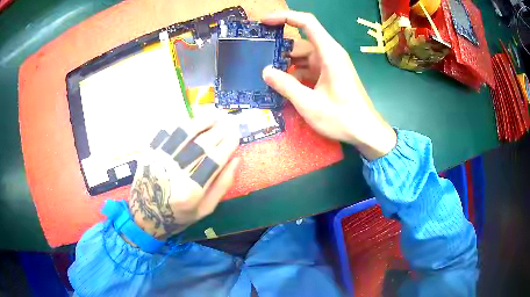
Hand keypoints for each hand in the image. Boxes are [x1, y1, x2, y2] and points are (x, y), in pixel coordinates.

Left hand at [128, 117, 239, 238]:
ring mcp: (159, 160)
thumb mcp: (204, 210)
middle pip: (202, 144)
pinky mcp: (149, 153)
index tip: (237, 134)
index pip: (215, 160)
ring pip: (183, 133)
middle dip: (219, 129)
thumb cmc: (177, 216)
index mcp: (191, 191)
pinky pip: (166, 131)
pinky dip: (180, 122)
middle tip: (230, 121)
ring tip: (214, 113)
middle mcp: (175, 172)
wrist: (144, 215)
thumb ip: (222, 186)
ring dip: (201, 120)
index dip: (228, 144)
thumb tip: (236, 160)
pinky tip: (191, 118)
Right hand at [262, 11, 396, 159]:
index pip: (306, 23)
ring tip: (267, 75)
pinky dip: (296, 73)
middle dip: (279, 49)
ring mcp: (331, 64)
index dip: (284, 17)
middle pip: (301, 42)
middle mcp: (330, 54)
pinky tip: (283, 85)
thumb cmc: (342, 118)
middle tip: (258, 59)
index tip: (264, 22)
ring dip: (286, 63)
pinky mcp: (330, 75)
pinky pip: (309, 67)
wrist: (366, 132)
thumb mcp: (309, 103)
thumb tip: (265, 71)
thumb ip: (285, 85)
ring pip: (303, 56)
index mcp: (329, 53)